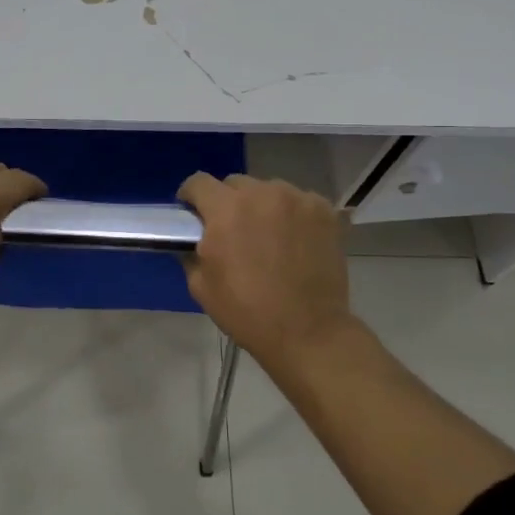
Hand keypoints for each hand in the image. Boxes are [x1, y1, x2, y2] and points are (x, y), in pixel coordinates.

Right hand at [177, 173, 353, 374]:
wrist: (308, 332)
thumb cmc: (247, 311)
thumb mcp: (201, 286)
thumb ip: (191, 251)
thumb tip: (194, 238)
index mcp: (226, 209)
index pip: (198, 182)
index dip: (190, 197)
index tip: (193, 214)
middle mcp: (261, 193)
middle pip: (235, 183)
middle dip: (228, 202)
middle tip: (233, 231)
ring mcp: (297, 199)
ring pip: (269, 190)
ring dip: (262, 206)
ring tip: (268, 236)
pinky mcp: (323, 210)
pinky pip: (299, 201)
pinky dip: (292, 214)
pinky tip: (295, 240)